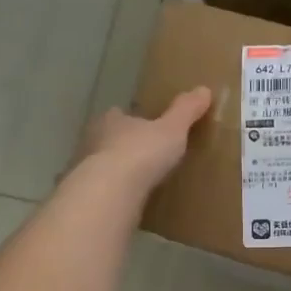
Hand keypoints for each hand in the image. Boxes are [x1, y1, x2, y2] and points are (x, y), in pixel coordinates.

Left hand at [73, 87, 212, 195]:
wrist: (110, 192)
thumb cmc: (141, 152)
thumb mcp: (172, 129)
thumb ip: (186, 111)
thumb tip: (204, 89)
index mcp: (112, 120)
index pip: (118, 114)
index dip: (132, 119)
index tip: (146, 126)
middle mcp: (94, 141)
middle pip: (108, 139)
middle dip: (123, 145)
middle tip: (145, 155)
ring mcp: (86, 170)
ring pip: (104, 166)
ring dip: (118, 171)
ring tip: (140, 181)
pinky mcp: (89, 197)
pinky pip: (104, 191)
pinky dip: (115, 194)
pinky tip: (130, 202)